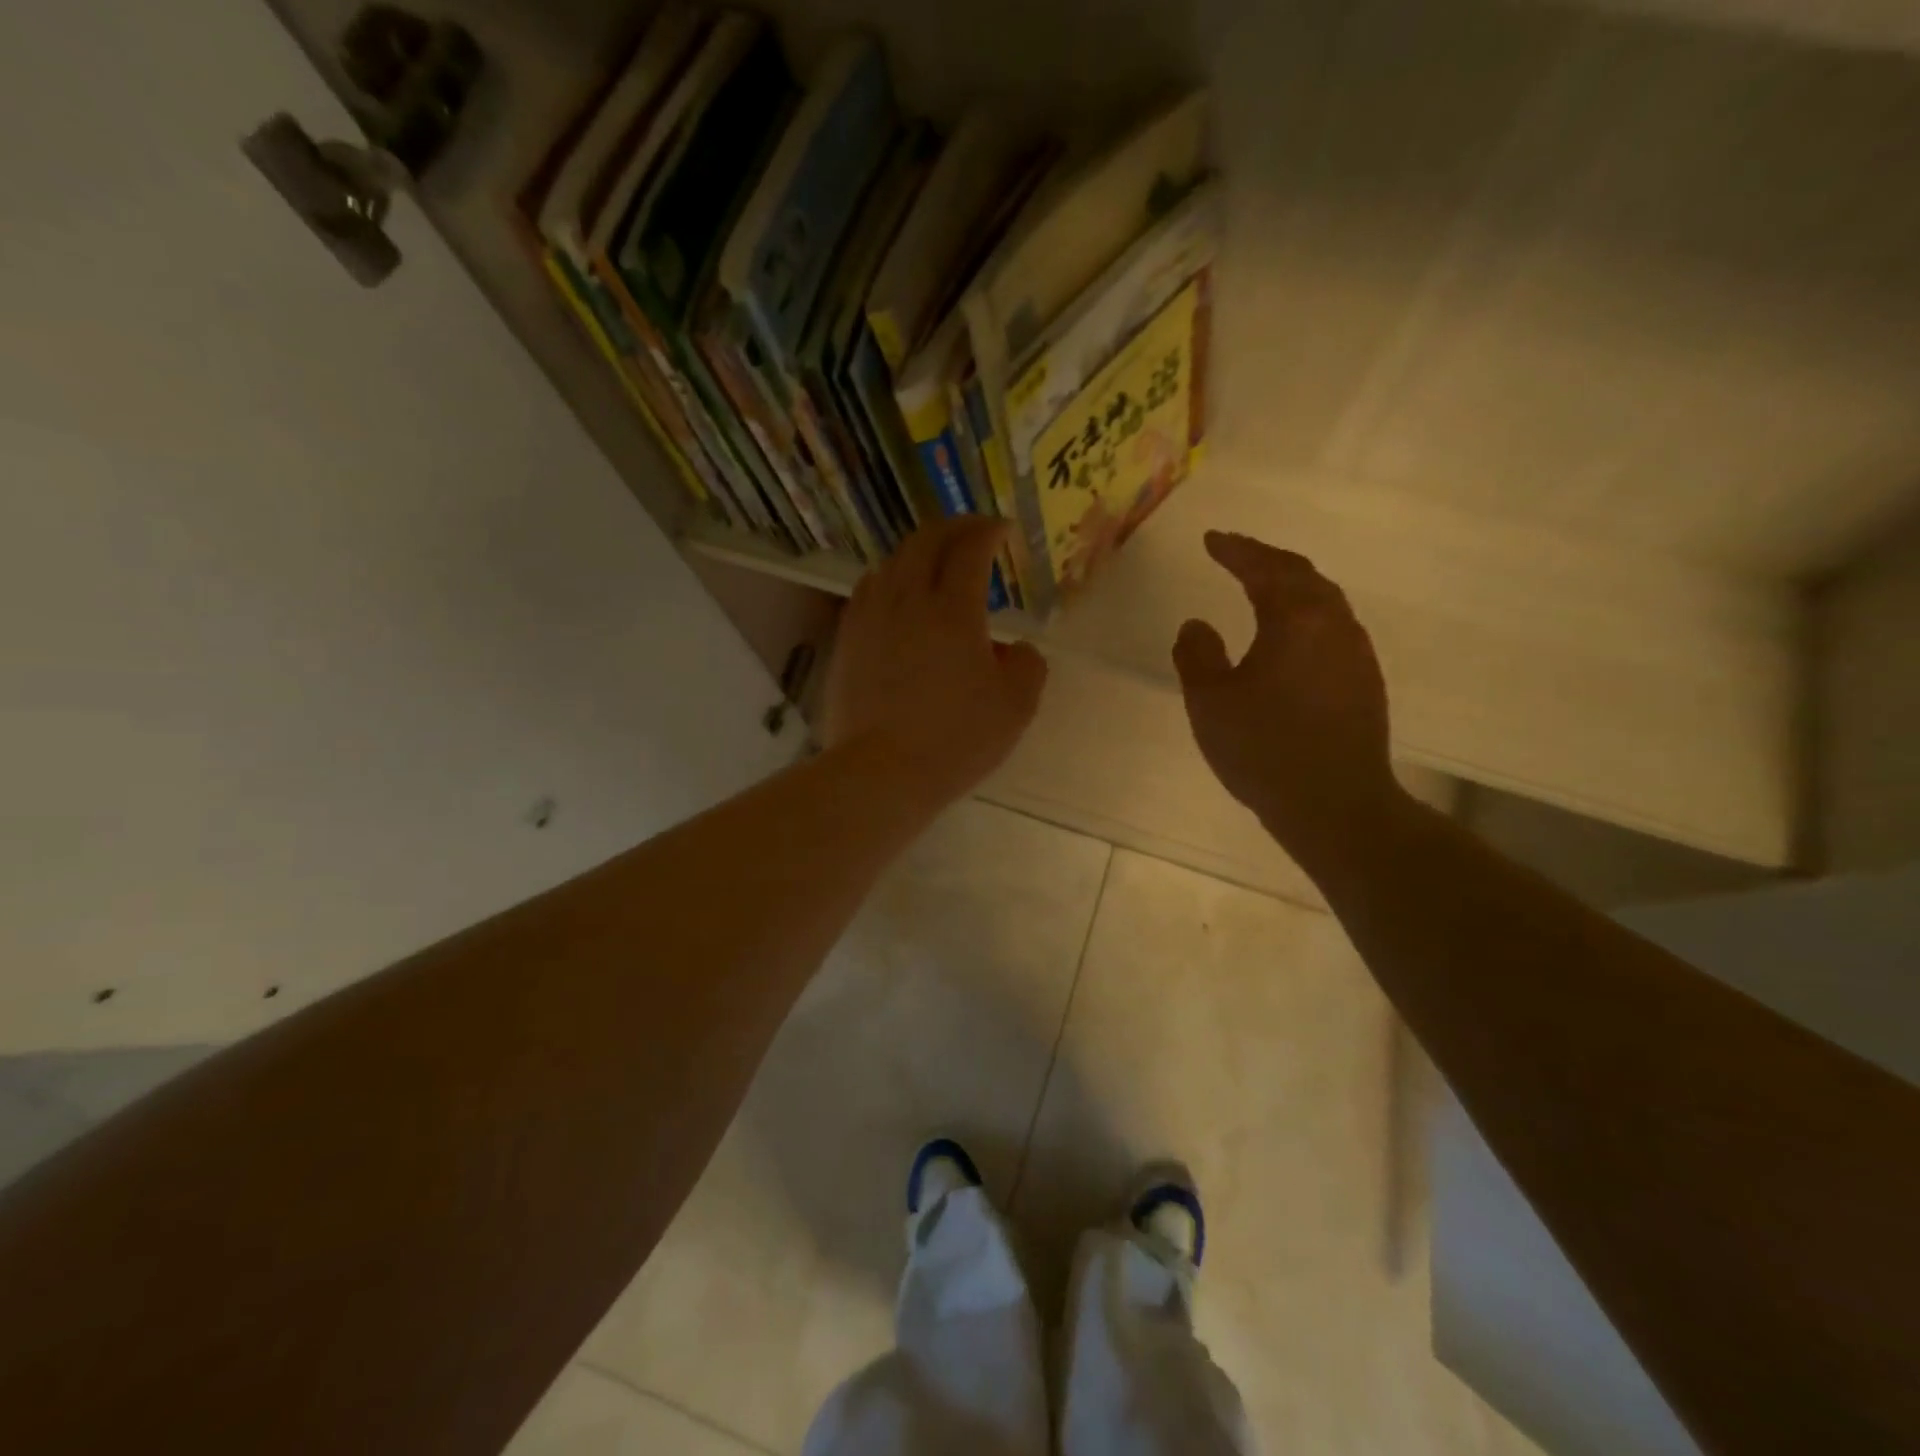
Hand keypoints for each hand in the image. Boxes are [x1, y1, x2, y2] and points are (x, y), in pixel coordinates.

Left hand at [825, 517, 1048, 806]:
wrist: (881, 771)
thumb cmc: (955, 739)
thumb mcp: (1015, 707)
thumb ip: (1027, 665)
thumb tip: (1015, 648)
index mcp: (953, 609)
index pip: (970, 548)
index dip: (988, 531)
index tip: (1002, 530)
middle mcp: (907, 600)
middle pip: (925, 541)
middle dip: (953, 527)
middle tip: (972, 532)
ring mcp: (870, 618)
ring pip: (892, 562)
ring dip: (919, 551)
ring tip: (934, 562)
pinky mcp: (847, 640)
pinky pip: (868, 590)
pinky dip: (889, 579)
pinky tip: (895, 596)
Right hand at [1171, 532, 1398, 858]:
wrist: (1335, 804)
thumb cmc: (1265, 748)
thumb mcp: (1210, 702)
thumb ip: (1197, 655)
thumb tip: (1196, 625)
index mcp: (1296, 619)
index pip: (1264, 569)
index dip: (1235, 550)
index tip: (1211, 539)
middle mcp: (1334, 624)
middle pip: (1301, 575)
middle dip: (1265, 560)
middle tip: (1235, 554)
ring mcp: (1356, 653)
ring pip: (1323, 601)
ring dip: (1290, 586)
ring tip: (1261, 587)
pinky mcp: (1365, 681)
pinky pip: (1332, 627)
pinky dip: (1305, 615)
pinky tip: (1290, 635)